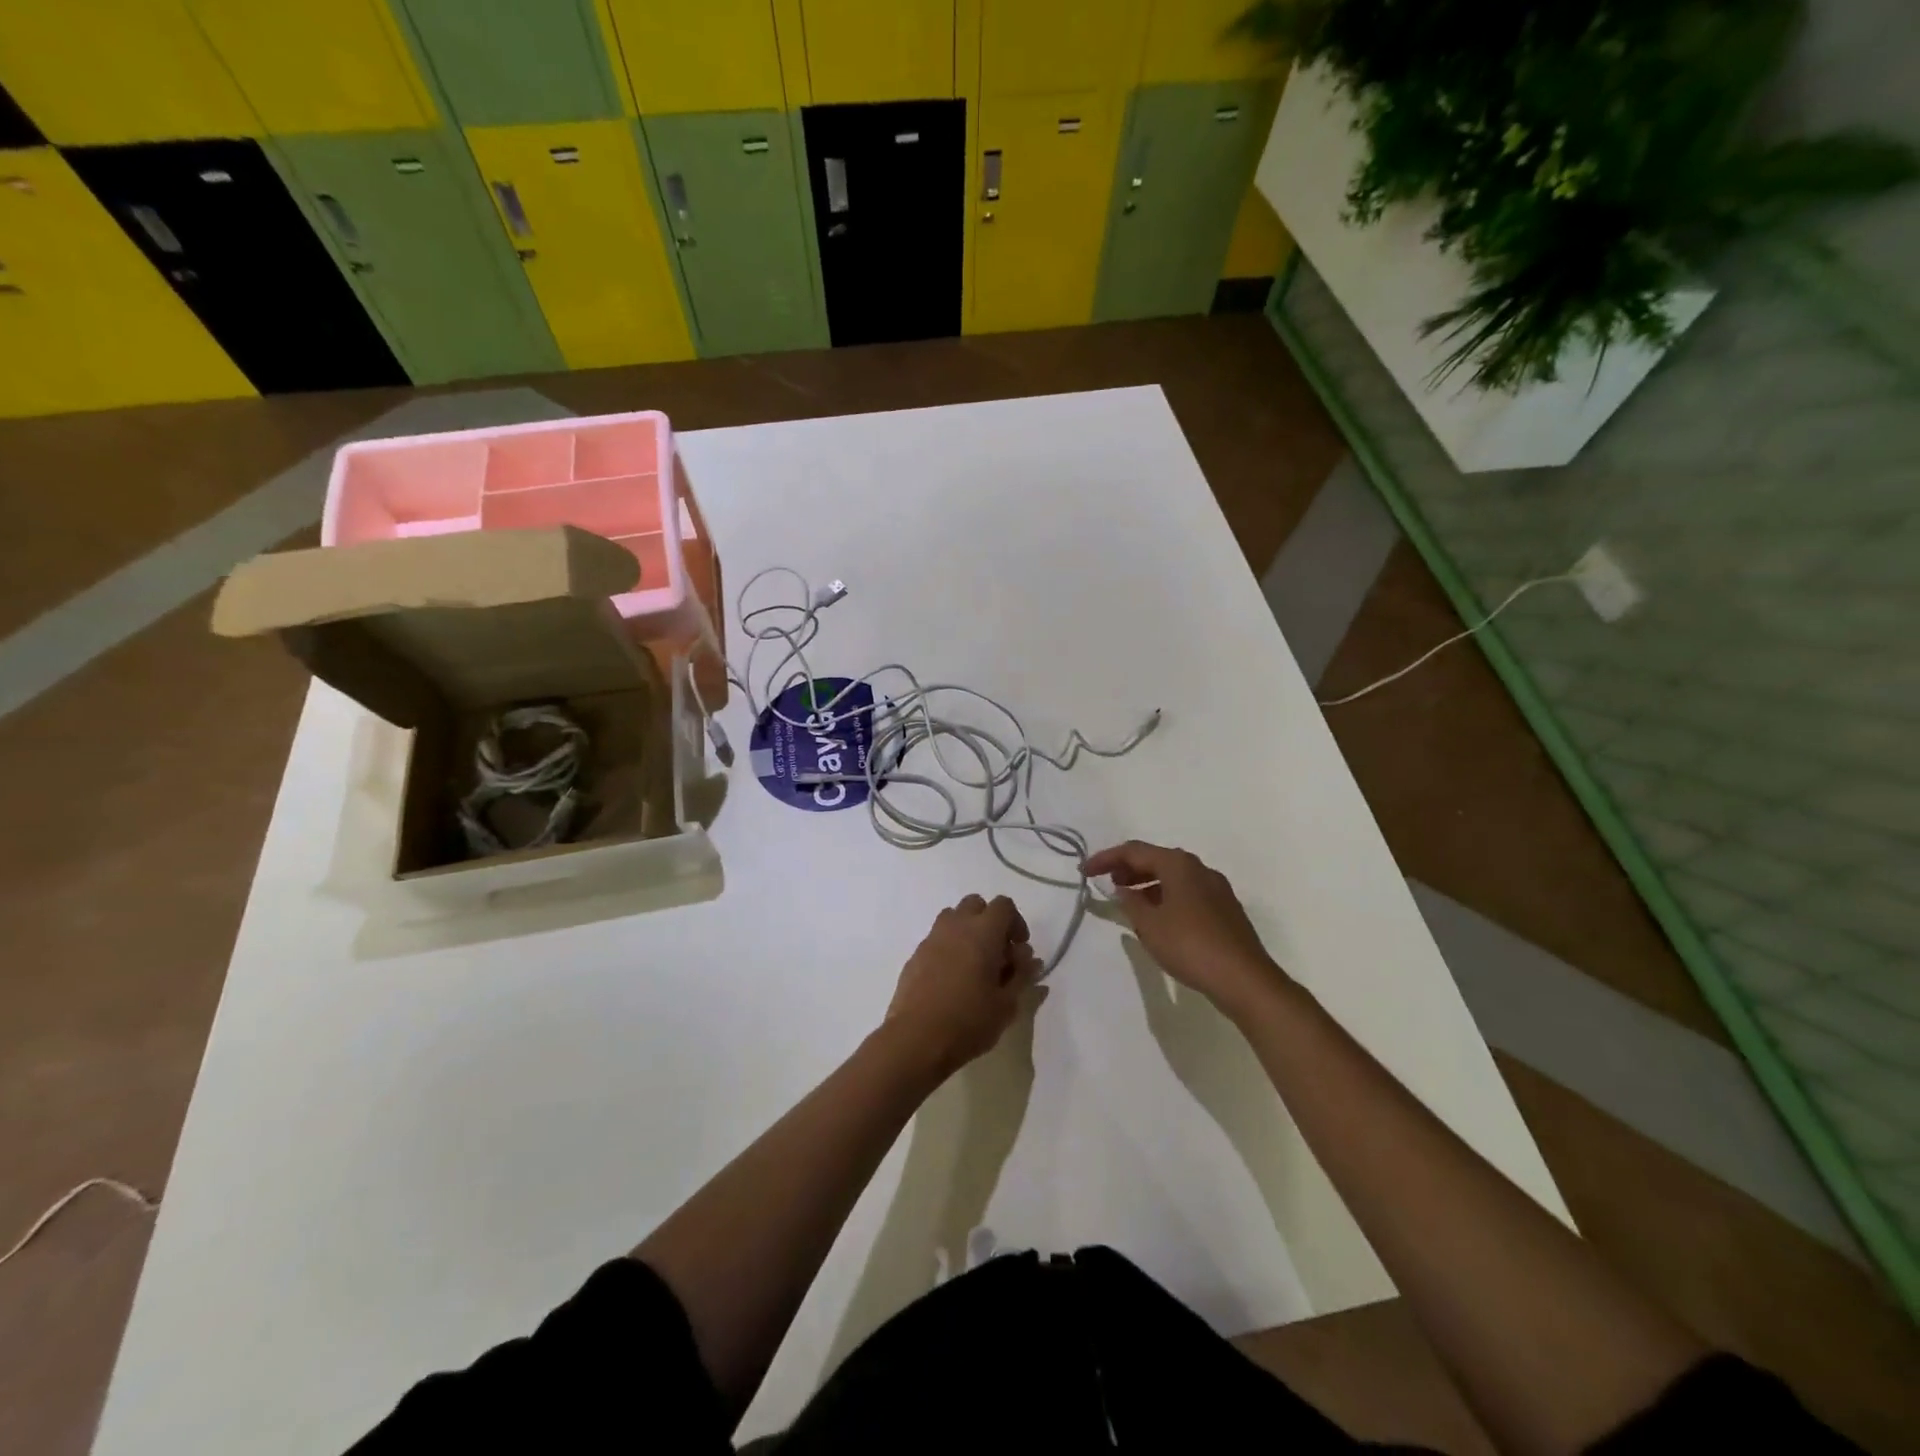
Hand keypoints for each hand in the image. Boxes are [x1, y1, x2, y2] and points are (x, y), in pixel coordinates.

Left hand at [885, 895, 1042, 1078]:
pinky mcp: (915, 955)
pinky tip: (952, 980)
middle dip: (990, 922)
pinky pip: (937, 939)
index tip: (1019, 949)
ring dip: (967, 931)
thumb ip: (1021, 975)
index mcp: (982, 932)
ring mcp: (931, 939)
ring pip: (953, 918)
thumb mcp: (1007, 1004)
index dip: (1016, 922)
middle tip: (998, 954)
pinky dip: (949, 948)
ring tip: (974, 964)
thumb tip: (1029, 959)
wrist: (916, 1039)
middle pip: (975, 904)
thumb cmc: (969, 1021)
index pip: (1003, 905)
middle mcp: (955, 926)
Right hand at [1082, 841, 1287, 1018]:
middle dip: (1127, 869)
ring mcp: (1216, 888)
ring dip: (1146, 884)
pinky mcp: (1224, 909)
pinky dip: (1165, 896)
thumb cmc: (1190, 946)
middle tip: (1106, 882)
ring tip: (1127, 901)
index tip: (1084, 872)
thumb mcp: (1149, 925)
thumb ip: (1130, 903)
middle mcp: (1199, 868)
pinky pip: (1186, 892)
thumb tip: (1123, 890)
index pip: (1134, 851)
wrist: (1244, 979)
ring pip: (1172, 877)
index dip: (1105, 859)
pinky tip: (1156, 917)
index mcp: (1178, 865)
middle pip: (1156, 859)